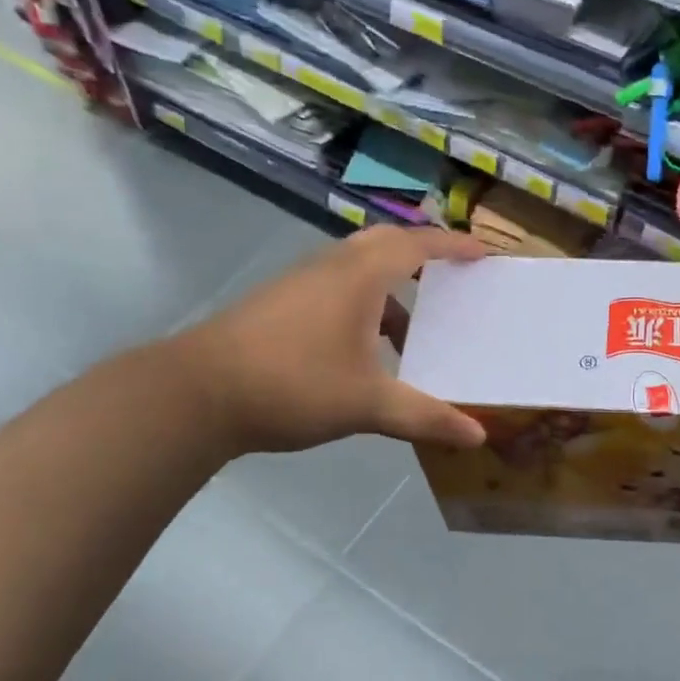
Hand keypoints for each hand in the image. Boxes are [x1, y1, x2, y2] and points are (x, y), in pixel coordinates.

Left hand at [172, 225, 487, 455]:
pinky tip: (366, 353)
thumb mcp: (368, 404)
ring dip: (391, 289)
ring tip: (415, 331)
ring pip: (357, 270)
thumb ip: (425, 417)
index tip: (483, 253)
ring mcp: (299, 283)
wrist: (196, 393)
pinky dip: (363, 307)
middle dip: (422, 256)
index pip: (417, 245)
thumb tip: (476, 435)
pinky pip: (336, 290)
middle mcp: (330, 267)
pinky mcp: (279, 305)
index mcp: (358, 276)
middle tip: (451, 278)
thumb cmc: (292, 384)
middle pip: (385, 245)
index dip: (453, 247)